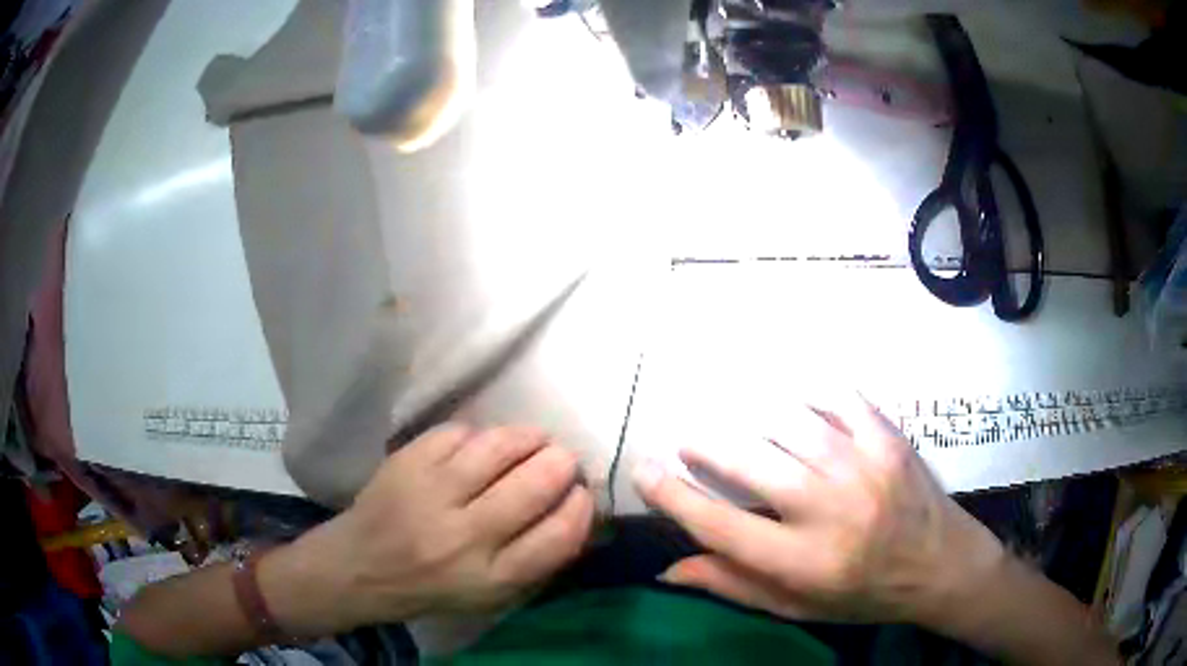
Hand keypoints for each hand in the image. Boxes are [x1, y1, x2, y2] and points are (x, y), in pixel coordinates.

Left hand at [261, 424, 594, 634]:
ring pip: (497, 448)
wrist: (358, 568)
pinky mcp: (406, 463)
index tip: (583, 493)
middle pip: (532, 486)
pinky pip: (458, 432)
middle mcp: (462, 538)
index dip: (581, 507)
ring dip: (528, 438)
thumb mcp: (490, 595)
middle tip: (563, 459)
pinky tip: (483, 445)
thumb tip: (579, 511)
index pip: (557, 537)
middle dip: (561, 464)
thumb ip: (535, 559)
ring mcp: (429, 495)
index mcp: (489, 579)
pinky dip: (480, 434)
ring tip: (535, 440)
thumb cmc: (431, 587)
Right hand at [633, 393, 1005, 625]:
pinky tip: (794, 395)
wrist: (941, 566)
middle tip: (686, 439)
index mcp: (803, 562)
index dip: (674, 497)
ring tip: (729, 412)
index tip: (644, 471)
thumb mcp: (798, 607)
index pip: (720, 526)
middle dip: (707, 446)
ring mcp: (864, 468)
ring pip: (792, 425)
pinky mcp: (889, 440)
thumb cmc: (864, 596)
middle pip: (751, 465)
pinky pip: (842, 400)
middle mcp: (829, 511)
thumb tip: (670, 570)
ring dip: (751, 415)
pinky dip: (812, 392)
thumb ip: (735, 586)